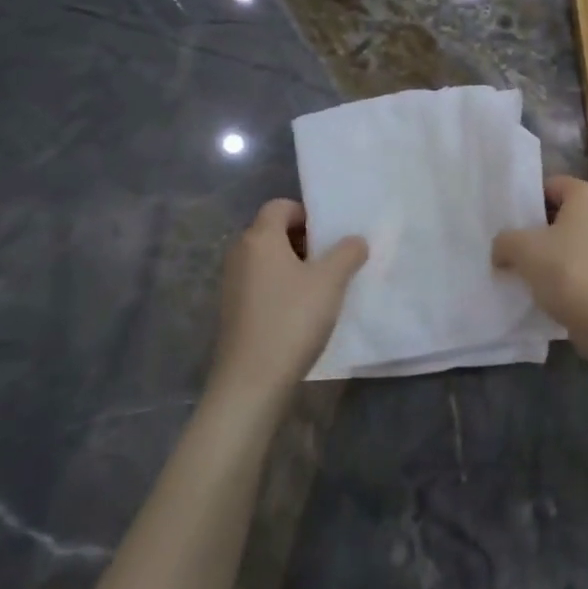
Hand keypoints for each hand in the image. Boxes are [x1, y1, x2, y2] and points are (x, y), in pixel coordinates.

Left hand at [212, 200, 367, 403]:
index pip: (280, 206)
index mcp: (259, 238)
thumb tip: (355, 241)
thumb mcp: (331, 281)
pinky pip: (261, 284)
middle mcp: (240, 254)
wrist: (251, 382)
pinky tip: (302, 312)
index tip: (331, 236)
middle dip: (305, 241)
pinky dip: (282, 287)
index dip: (307, 214)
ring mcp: (232, 284)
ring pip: (268, 260)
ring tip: (322, 288)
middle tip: (332, 260)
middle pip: (273, 232)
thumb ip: (348, 253)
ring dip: (295, 266)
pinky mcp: (233, 311)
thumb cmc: (292, 319)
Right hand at [492, 175, 587, 350]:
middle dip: (536, 230)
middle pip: (561, 213)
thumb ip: (504, 241)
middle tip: (511, 247)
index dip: (526, 202)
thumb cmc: (567, 270)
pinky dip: (566, 273)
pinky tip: (547, 290)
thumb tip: (501, 250)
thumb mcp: (523, 249)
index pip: (550, 185)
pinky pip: (583, 263)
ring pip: (571, 241)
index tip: (508, 223)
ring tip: (525, 272)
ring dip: (549, 254)